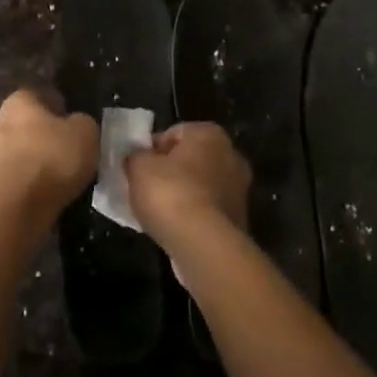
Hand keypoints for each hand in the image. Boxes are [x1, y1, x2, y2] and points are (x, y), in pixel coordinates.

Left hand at [0, 89, 97, 218]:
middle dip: (48, 135)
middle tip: (72, 150)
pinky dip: (33, 182)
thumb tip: (76, 126)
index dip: (61, 108)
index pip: (42, 95)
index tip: (77, 124)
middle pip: (30, 124)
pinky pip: (19, 176)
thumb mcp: (86, 131)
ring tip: (65, 176)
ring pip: (23, 151)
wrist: (18, 206)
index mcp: (19, 100)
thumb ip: (82, 122)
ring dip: (41, 161)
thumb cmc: (53, 157)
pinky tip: (50, 192)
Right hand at [126, 122, 250, 248]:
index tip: (137, 168)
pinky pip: (208, 210)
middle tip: (145, 189)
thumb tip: (137, 157)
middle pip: (190, 159)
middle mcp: (231, 155)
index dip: (151, 150)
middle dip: (169, 172)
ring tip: (158, 213)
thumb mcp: (138, 167)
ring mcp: (239, 189)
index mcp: (209, 134)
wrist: (204, 244)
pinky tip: (175, 229)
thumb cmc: (170, 194)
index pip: (174, 133)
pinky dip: (193, 216)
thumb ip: (136, 156)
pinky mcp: (239, 218)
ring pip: (201, 186)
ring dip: (182, 195)